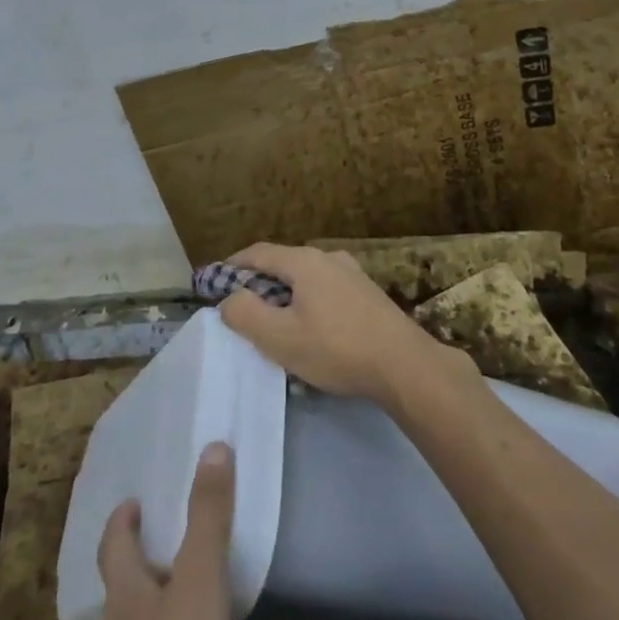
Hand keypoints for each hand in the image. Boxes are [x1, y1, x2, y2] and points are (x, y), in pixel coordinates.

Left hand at [90, 443, 235, 619]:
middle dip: (131, 565)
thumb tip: (214, 446)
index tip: (131, 501)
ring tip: (171, 599)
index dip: (120, 521)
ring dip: (144, 610)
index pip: (112, 545)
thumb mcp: (199, 579)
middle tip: (156, 545)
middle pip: (115, 590)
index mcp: (123, 594)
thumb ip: (208, 516)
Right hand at [217, 242, 464, 406]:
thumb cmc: (336, 349)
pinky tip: (311, 331)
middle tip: (241, 309)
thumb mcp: (279, 337)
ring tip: (275, 323)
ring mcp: (353, 274)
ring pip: (306, 279)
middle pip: (282, 264)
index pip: (257, 253)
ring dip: (285, 296)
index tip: (213, 283)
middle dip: (258, 283)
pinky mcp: (368, 295)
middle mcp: (329, 258)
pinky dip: (308, 303)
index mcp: (304, 261)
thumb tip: (229, 298)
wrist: (405, 366)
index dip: (231, 266)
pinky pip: (326, 292)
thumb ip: (245, 313)